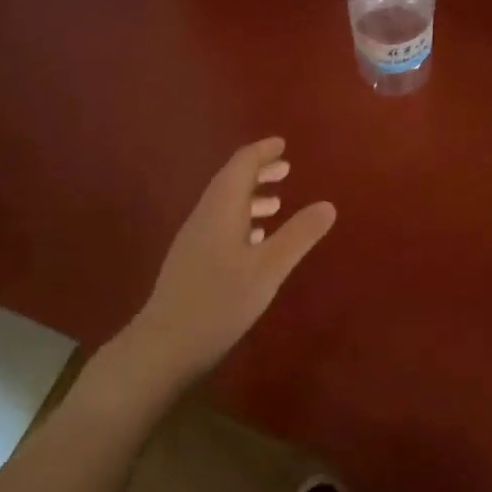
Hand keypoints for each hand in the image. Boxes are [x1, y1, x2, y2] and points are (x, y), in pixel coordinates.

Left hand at [124, 137, 336, 385]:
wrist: (163, 347)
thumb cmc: (219, 302)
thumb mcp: (268, 269)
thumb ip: (299, 235)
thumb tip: (328, 204)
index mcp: (221, 209)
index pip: (241, 165)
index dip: (262, 152)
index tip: (282, 144)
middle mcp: (204, 217)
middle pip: (230, 182)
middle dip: (258, 172)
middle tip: (286, 168)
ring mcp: (194, 241)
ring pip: (224, 206)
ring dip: (251, 197)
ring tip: (277, 203)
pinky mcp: (191, 263)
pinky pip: (220, 226)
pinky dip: (241, 220)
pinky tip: (254, 241)